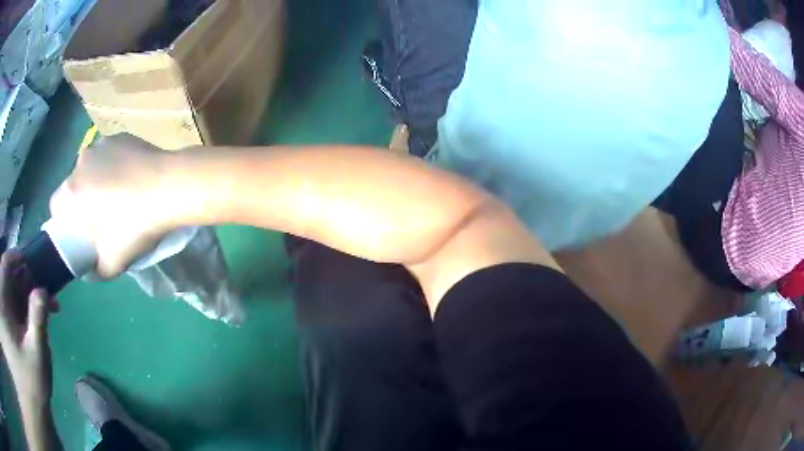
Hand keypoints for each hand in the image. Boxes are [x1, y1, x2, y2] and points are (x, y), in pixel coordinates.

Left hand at [0, 253, 57, 409]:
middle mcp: (4, 301)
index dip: (17, 257)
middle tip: (47, 291)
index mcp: (5, 302)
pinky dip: (26, 307)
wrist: (36, 403)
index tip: (33, 262)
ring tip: (47, 306)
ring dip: (29, 294)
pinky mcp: (12, 326)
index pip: (6, 265)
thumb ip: (37, 322)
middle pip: (11, 277)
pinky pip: (16, 306)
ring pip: (14, 291)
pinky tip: (38, 317)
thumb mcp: (36, 356)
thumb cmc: (32, 382)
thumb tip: (42, 290)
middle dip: (28, 279)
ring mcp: (8, 314)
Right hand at [50, 134, 176, 277]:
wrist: (169, 188)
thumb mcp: (111, 264)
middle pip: (73, 186)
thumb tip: (87, 271)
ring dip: (97, 181)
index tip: (78, 231)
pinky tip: (131, 178)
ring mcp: (101, 144)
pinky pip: (108, 155)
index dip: (64, 221)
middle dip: (81, 201)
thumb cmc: (133, 227)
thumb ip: (93, 271)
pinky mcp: (120, 136)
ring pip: (91, 168)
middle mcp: (80, 161)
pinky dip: (113, 166)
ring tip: (119, 197)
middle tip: (100, 217)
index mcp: (71, 191)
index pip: (56, 207)